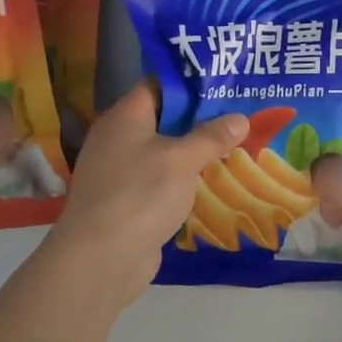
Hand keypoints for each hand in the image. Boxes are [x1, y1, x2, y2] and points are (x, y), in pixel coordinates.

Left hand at [48, 83, 247, 304]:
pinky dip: (185, 181)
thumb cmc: (140, 194)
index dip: (189, 84)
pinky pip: (161, 182)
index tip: (225, 85)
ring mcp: (121, 173)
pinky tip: (213, 183)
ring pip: (164, 154)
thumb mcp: (182, 159)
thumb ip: (212, 137)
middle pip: (163, 120)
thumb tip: (240, 118)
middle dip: (200, 120)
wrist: (101, 258)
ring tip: (236, 147)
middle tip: (240, 116)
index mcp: (124, 118)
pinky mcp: (128, 203)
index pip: (157, 86)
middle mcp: (118, 140)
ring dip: (195, 154)